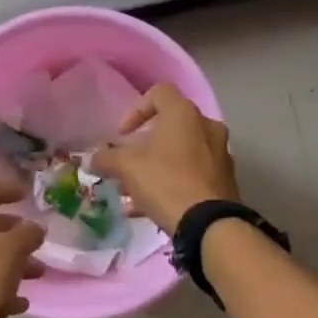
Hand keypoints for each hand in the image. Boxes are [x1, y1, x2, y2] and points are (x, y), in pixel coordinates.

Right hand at [91, 84, 239, 234]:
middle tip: (129, 161)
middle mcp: (207, 126)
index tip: (123, 135)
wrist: (209, 225)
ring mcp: (220, 152)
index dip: (136, 109)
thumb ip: (107, 159)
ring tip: (135, 190)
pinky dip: (172, 181)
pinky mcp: (225, 178)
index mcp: (184, 113)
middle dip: (145, 143)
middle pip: (171, 124)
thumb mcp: (127, 168)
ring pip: (181, 151)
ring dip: (157, 165)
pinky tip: (151, 207)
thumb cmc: (166, 183)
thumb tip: (92, 160)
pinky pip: (193, 172)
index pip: (159, 92)